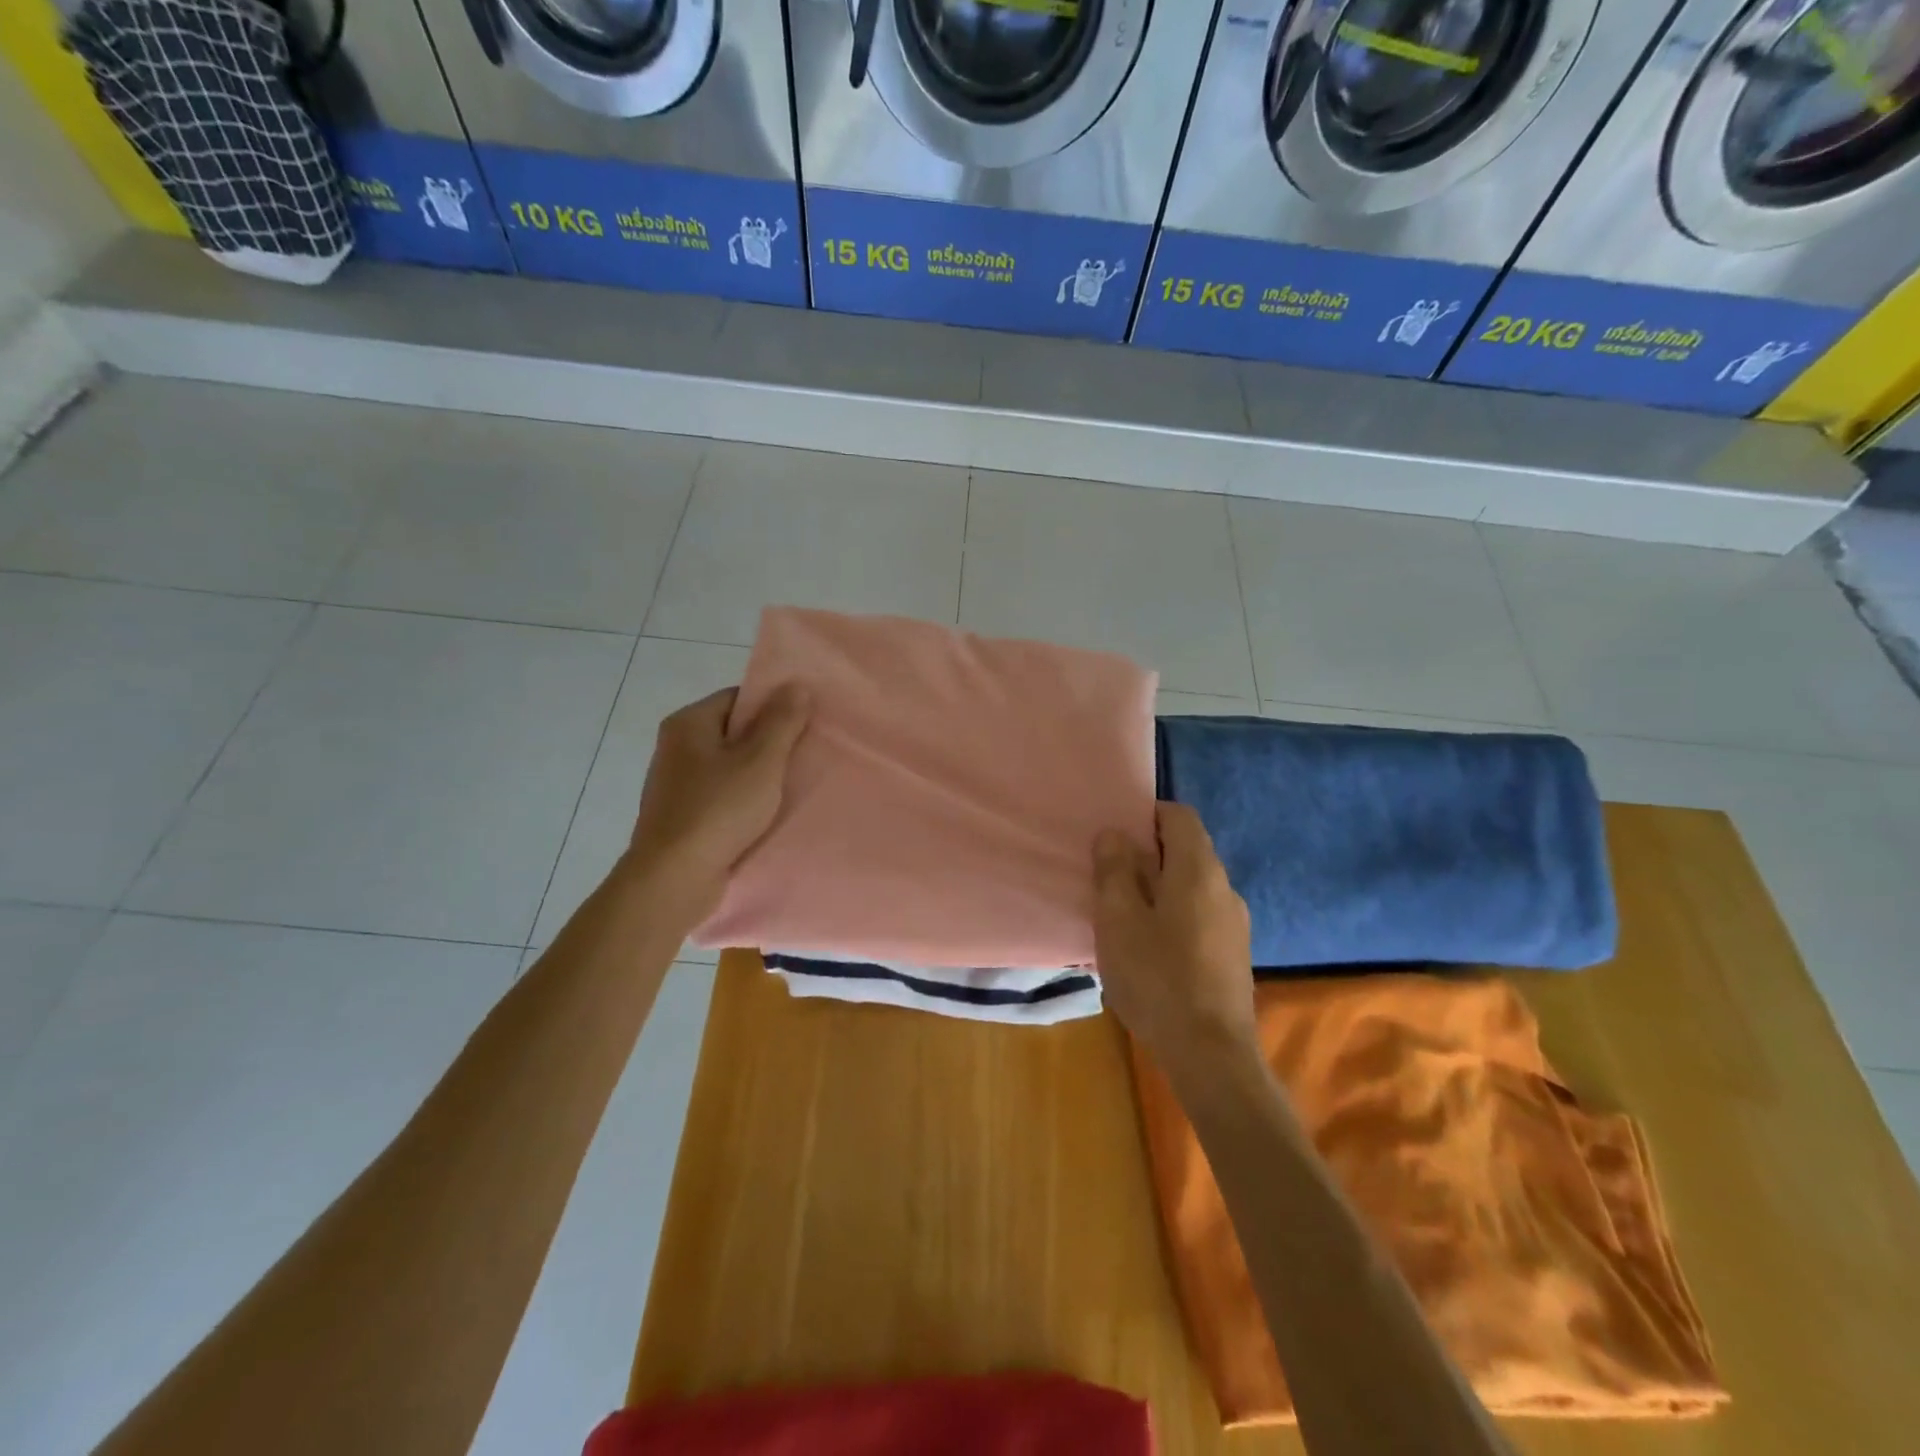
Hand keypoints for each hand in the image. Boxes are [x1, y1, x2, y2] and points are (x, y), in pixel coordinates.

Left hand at [622, 686, 810, 918]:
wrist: (674, 879)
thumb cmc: (719, 810)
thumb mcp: (761, 761)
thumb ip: (782, 722)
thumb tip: (796, 684)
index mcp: (688, 724)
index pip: (738, 699)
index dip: (773, 708)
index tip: (803, 726)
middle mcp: (676, 747)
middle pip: (733, 732)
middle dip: (769, 744)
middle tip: (804, 755)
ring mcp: (676, 784)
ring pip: (729, 767)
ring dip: (758, 776)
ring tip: (791, 786)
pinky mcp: (681, 817)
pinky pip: (721, 796)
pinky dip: (743, 801)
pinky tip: (765, 815)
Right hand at [1093, 802, 1257, 1081]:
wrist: (1211, 1054)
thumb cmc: (1157, 977)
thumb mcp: (1118, 920)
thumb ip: (1113, 870)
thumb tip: (1114, 834)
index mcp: (1198, 870)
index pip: (1179, 816)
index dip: (1147, 814)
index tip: (1115, 832)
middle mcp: (1224, 888)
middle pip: (1187, 851)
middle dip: (1148, 854)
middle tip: (1109, 875)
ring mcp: (1235, 924)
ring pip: (1192, 887)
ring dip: (1159, 888)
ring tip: (1124, 915)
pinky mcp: (1234, 955)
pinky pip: (1200, 916)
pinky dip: (1174, 916)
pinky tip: (1150, 950)